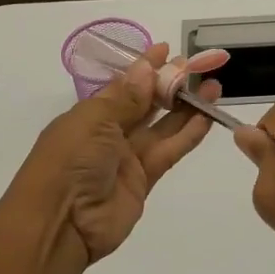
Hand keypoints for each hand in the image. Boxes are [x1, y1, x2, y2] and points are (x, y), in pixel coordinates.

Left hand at [12, 43, 220, 263]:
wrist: (61, 223)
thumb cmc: (69, 161)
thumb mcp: (94, 122)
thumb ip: (126, 98)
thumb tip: (146, 68)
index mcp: (89, 114)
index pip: (122, 85)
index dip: (144, 68)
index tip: (167, 50)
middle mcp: (108, 133)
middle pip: (145, 104)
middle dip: (170, 85)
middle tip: (199, 67)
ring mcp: (127, 158)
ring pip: (162, 127)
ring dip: (186, 108)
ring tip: (213, 87)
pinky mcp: (144, 180)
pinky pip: (169, 152)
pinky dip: (188, 135)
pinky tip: (207, 117)